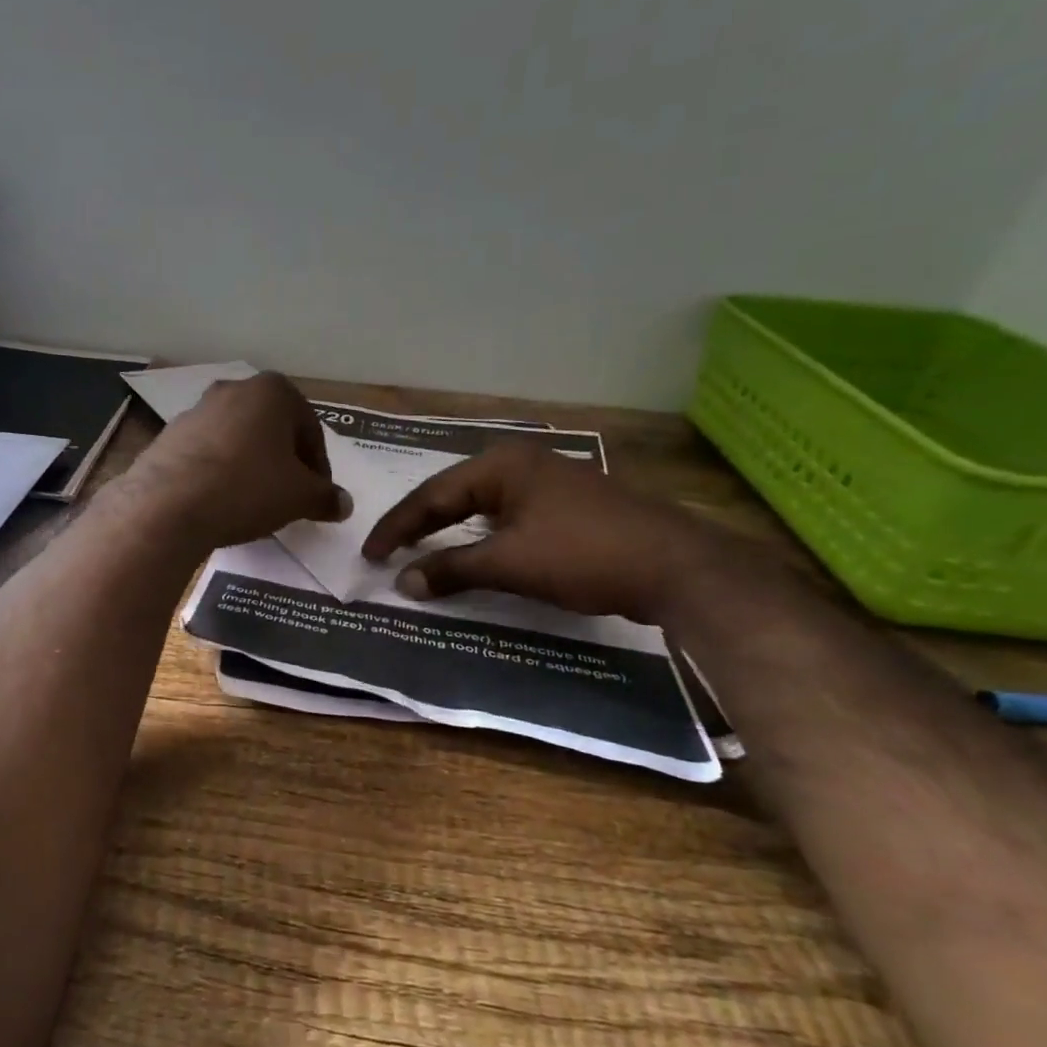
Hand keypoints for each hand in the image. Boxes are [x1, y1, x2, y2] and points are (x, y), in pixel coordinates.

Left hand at [127, 373, 351, 549]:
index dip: (318, 466)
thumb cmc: (247, 488)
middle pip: (271, 429)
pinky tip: (218, 502)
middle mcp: (233, 390)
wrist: (168, 504)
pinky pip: (206, 454)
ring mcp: (196, 411)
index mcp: (272, 392)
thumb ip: (325, 497)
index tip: (317, 495)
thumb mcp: (299, 497)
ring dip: (249, 466)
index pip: (310, 429)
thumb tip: (344, 503)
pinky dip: (218, 473)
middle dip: (283, 462)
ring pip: (237, 440)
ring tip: (252, 503)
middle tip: (288, 497)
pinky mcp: (168, 436)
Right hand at [361, 442, 725, 620]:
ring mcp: (548, 483)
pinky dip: (480, 537)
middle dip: (419, 524)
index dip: (397, 527)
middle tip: (387, 552)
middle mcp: (521, 464)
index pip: (432, 494)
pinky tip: (471, 553)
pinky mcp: (567, 506)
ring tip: (418, 551)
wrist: (676, 566)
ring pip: (481, 506)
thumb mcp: (509, 564)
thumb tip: (402, 583)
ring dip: (449, 530)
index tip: (370, 555)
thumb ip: (451, 569)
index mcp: (503, 465)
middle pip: (453, 494)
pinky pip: (506, 517)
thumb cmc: (583, 554)